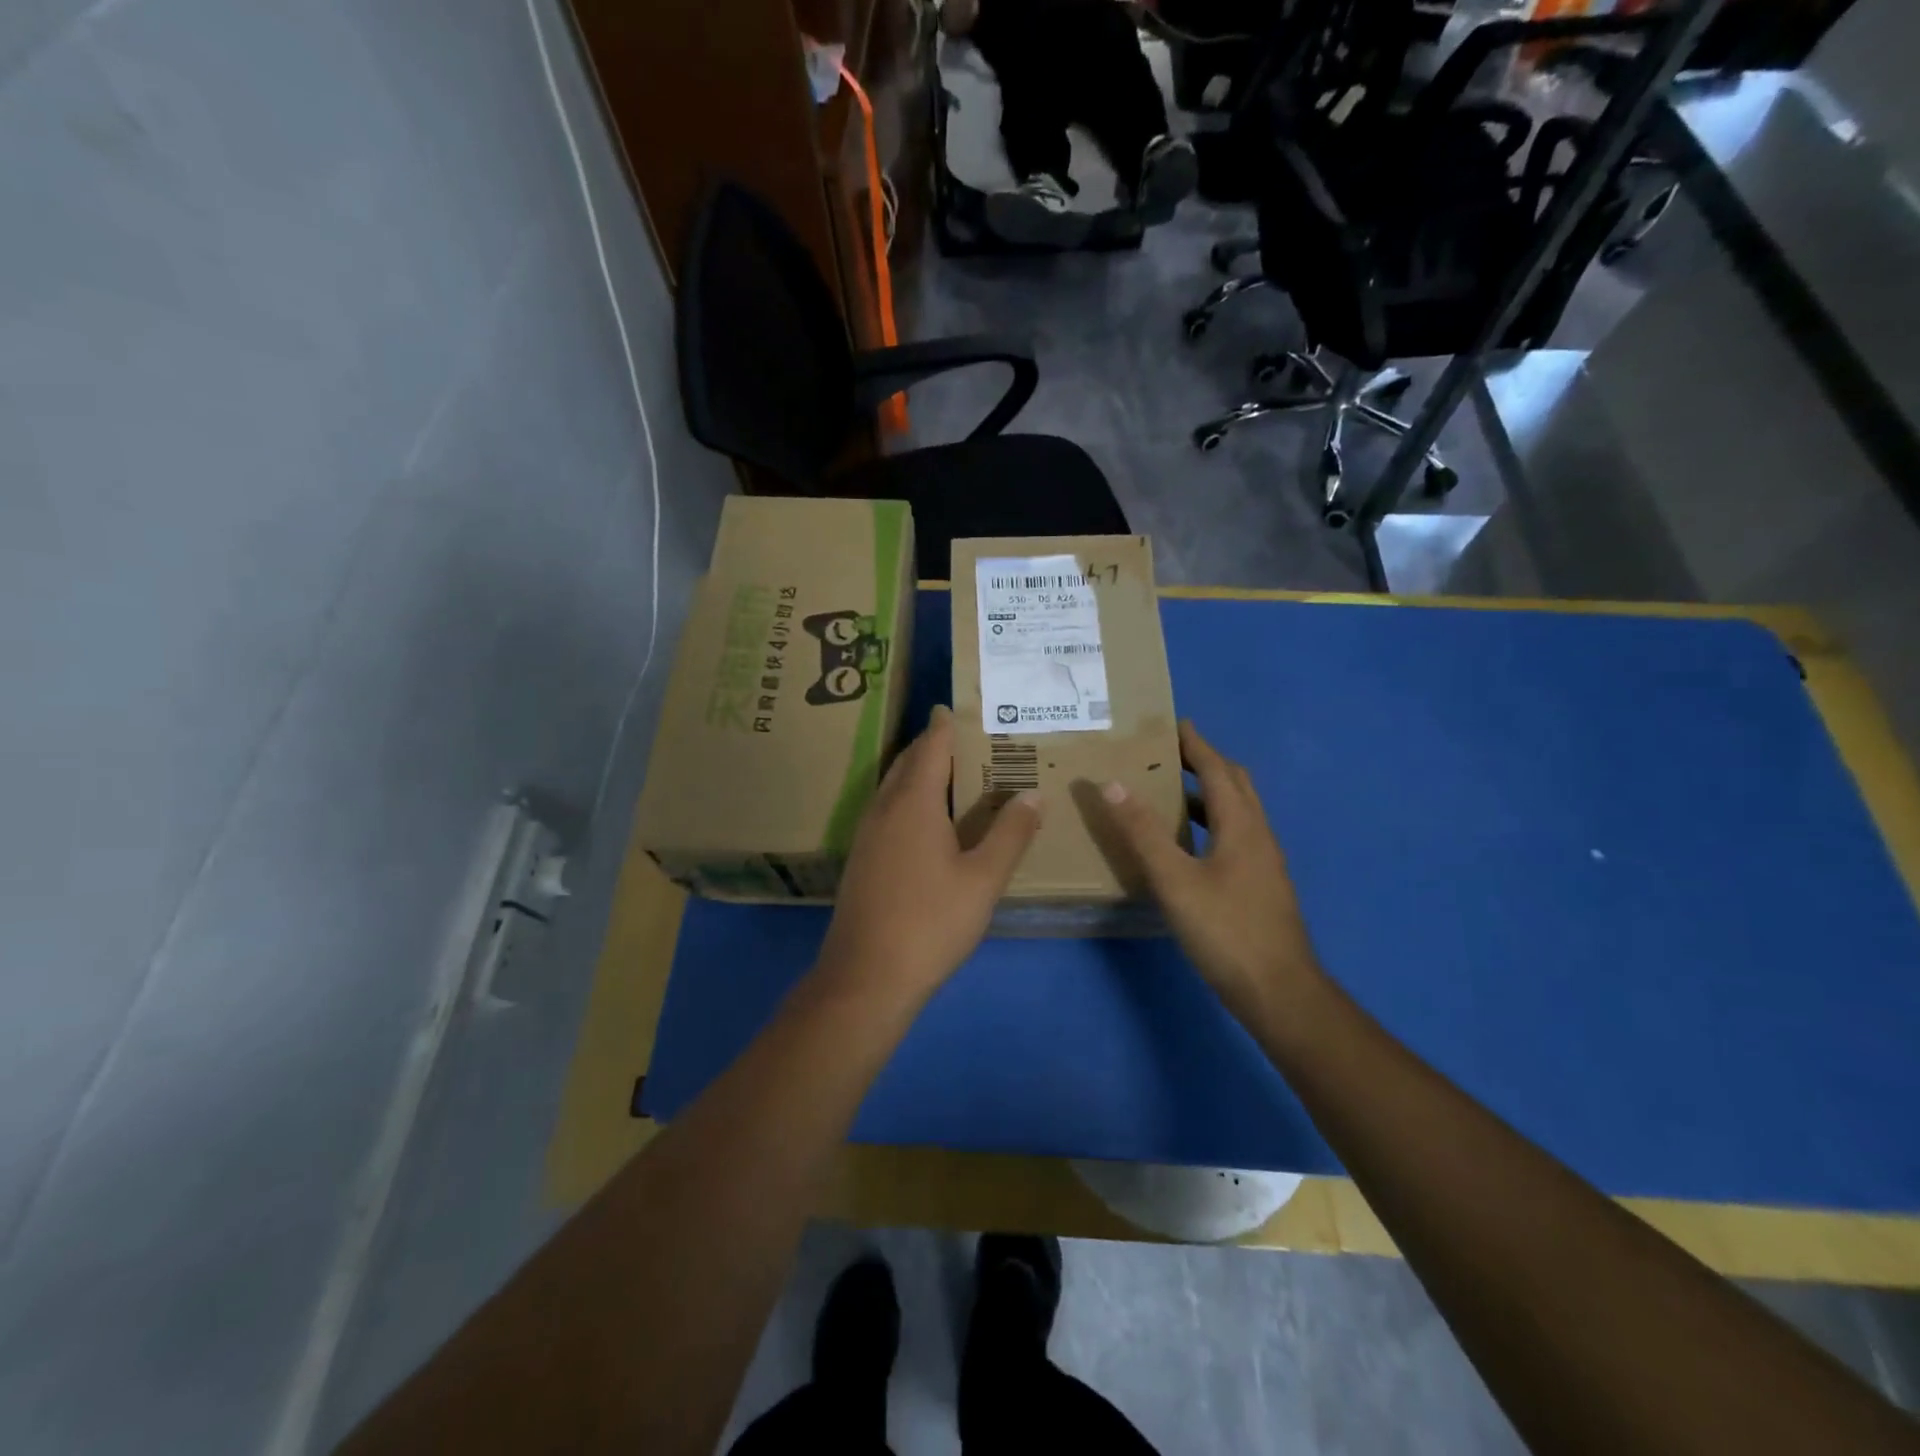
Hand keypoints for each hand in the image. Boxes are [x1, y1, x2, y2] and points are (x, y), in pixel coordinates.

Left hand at [817, 705, 1041, 1001]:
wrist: (866, 976)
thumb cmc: (931, 922)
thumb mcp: (983, 880)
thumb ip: (1010, 834)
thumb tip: (1032, 795)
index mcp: (914, 803)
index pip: (931, 748)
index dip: (945, 725)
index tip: (957, 707)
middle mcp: (884, 809)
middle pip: (908, 763)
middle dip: (931, 745)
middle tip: (962, 736)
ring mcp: (867, 834)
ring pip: (893, 787)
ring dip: (917, 772)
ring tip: (949, 772)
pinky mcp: (861, 859)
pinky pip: (886, 810)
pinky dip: (907, 798)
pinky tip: (925, 821)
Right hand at [1098, 721, 1322, 1016]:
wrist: (1279, 992)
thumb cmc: (1226, 931)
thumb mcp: (1175, 880)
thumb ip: (1143, 832)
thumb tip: (1113, 783)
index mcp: (1241, 825)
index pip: (1217, 770)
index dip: (1196, 744)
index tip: (1174, 722)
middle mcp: (1259, 835)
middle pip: (1235, 784)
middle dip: (1205, 762)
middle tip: (1169, 753)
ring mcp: (1264, 863)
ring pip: (1237, 813)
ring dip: (1208, 794)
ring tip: (1170, 793)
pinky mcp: (1261, 886)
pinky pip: (1236, 837)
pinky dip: (1211, 823)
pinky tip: (1189, 846)